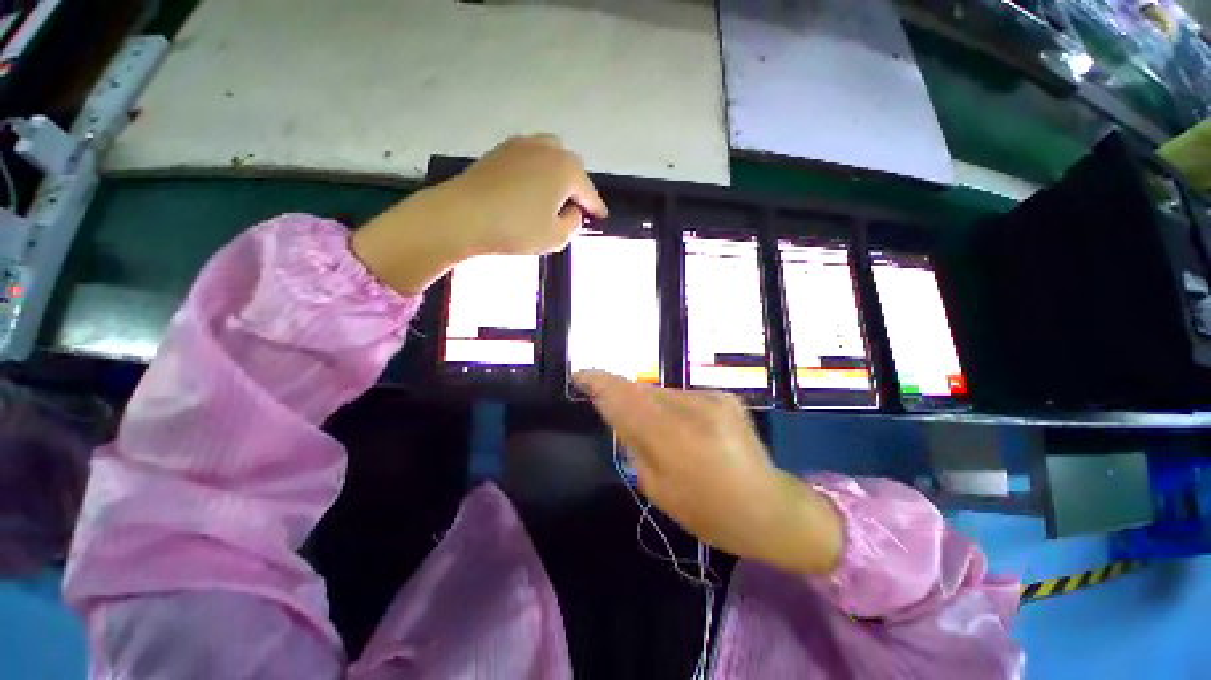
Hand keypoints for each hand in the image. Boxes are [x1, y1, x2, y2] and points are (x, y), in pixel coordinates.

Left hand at [352, 135, 607, 294]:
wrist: (462, 216)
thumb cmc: (516, 228)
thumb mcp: (556, 237)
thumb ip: (573, 223)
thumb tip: (572, 211)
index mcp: (566, 169)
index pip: (589, 192)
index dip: (597, 208)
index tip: (602, 218)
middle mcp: (548, 149)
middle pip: (571, 168)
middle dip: (576, 188)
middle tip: (573, 209)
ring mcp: (521, 145)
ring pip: (549, 159)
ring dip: (556, 177)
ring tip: (552, 199)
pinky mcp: (499, 151)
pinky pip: (529, 159)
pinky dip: (536, 173)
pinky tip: (529, 190)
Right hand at [573, 370, 843, 575]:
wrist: (770, 507)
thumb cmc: (710, 512)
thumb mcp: (658, 488)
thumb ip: (634, 444)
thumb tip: (618, 414)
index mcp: (675, 438)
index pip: (627, 398)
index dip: (600, 383)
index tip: (580, 376)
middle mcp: (694, 408)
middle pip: (642, 390)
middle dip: (622, 396)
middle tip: (612, 409)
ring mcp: (712, 398)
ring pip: (661, 391)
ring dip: (647, 403)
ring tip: (654, 429)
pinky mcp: (724, 396)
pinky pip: (681, 396)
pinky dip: (670, 407)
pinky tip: (681, 429)